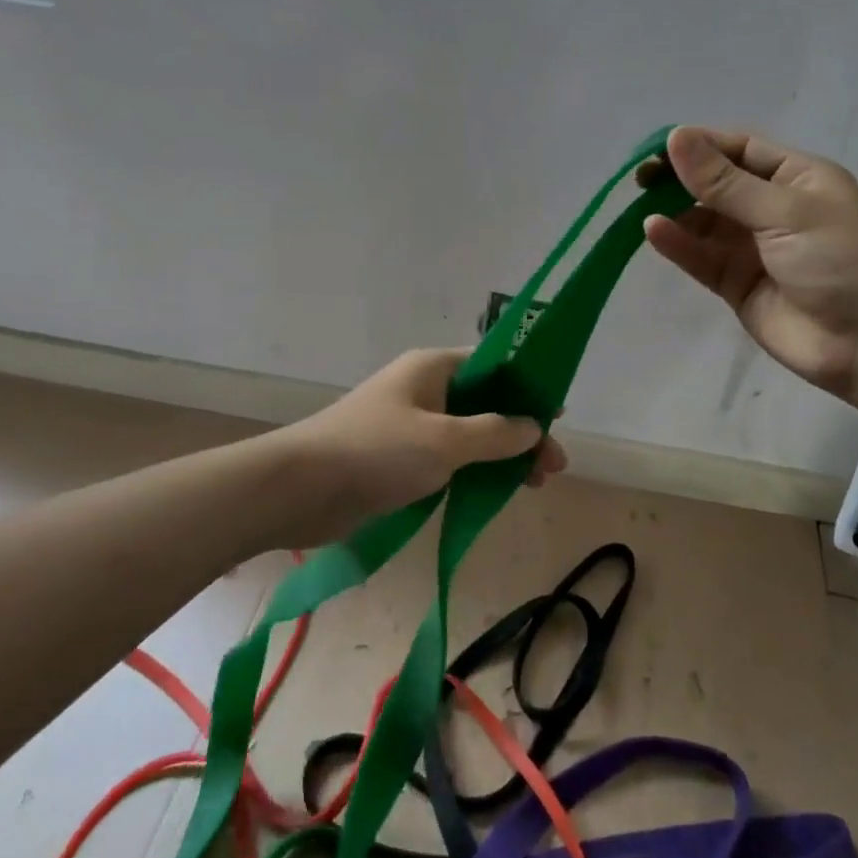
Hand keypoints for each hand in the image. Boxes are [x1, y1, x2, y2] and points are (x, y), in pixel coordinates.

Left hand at [290, 348, 567, 523]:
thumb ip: (494, 433)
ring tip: (533, 484)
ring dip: (503, 455)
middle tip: (553, 467)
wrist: (299, 489)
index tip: (558, 415)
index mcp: (433, 368)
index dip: (529, 387)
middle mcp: (425, 390)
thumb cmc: (376, 451)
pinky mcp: (400, 459)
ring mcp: (412, 425)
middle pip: (487, 403)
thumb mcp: (445, 441)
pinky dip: (476, 471)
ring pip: (471, 434)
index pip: (494, 365)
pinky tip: (496, 492)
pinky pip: (450, 458)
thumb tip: (532, 427)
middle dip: (522, 431)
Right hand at [642, 126, 857, 404]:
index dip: (699, 145)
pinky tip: (654, 231)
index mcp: (796, 177)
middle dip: (681, 179)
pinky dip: (678, 245)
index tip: (659, 148)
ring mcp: (752, 249)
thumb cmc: (841, 260)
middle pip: (716, 185)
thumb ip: (726, 182)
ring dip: (675, 213)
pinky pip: (701, 258)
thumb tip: (677, 137)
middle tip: (641, 179)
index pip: (739, 149)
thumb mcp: (786, 210)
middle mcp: (772, 208)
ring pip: (704, 223)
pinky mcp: (736, 285)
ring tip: (640, 206)